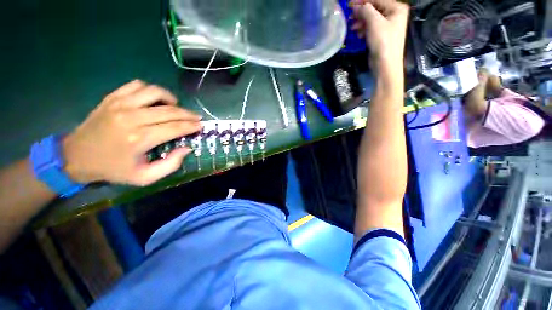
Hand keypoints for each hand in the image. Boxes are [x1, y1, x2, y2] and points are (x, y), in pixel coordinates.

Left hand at [63, 80, 201, 185]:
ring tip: (175, 107)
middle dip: (188, 114)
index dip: (191, 126)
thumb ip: (170, 165)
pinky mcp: (112, 98)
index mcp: (139, 139)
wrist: (76, 156)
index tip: (201, 125)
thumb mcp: (144, 177)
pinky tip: (154, 100)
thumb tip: (186, 148)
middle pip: (169, 110)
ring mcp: (119, 104)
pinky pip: (136, 85)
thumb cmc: (113, 169)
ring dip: (170, 98)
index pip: (175, 128)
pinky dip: (150, 90)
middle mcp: (131, 118)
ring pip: (154, 92)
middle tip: (196, 117)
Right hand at [349, 0, 409, 71]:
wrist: (385, 64)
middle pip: (374, 9)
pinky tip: (358, 34)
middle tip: (349, 17)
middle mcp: (393, 15)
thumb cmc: (383, 42)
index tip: (349, 4)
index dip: (362, 1)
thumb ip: (365, 11)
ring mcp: (388, 26)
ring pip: (371, 19)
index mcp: (396, 8)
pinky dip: (364, 30)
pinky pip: (371, 28)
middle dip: (361, 13)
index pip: (377, 0)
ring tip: (352, 27)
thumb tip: (356, 6)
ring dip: (361, 22)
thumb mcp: (374, 23)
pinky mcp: (381, 36)